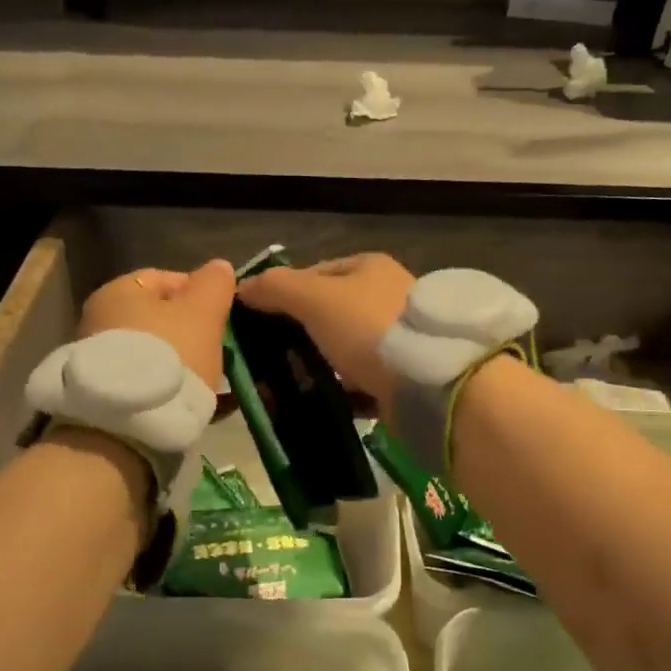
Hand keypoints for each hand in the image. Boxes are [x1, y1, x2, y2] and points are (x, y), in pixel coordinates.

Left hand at [77, 260, 234, 389]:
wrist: (127, 427)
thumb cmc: (168, 355)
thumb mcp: (202, 312)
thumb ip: (214, 284)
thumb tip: (219, 268)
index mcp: (118, 292)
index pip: (167, 278)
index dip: (201, 293)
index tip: (224, 316)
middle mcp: (100, 321)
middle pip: (161, 318)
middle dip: (194, 331)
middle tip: (222, 350)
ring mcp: (101, 361)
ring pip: (158, 353)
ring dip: (186, 362)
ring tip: (215, 380)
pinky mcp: (107, 396)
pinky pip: (150, 383)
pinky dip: (174, 388)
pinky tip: (199, 403)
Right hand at [235, 253, 415, 410]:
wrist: (428, 380)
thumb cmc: (367, 326)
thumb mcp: (314, 298)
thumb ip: (276, 288)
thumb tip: (241, 287)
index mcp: (368, 268)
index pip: (313, 273)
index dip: (282, 293)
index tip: (256, 322)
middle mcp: (385, 297)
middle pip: (329, 312)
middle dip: (297, 333)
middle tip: (266, 357)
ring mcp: (396, 338)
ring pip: (343, 348)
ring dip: (317, 364)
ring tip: (285, 383)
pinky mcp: (402, 375)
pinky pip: (361, 381)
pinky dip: (339, 390)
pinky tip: (316, 401)